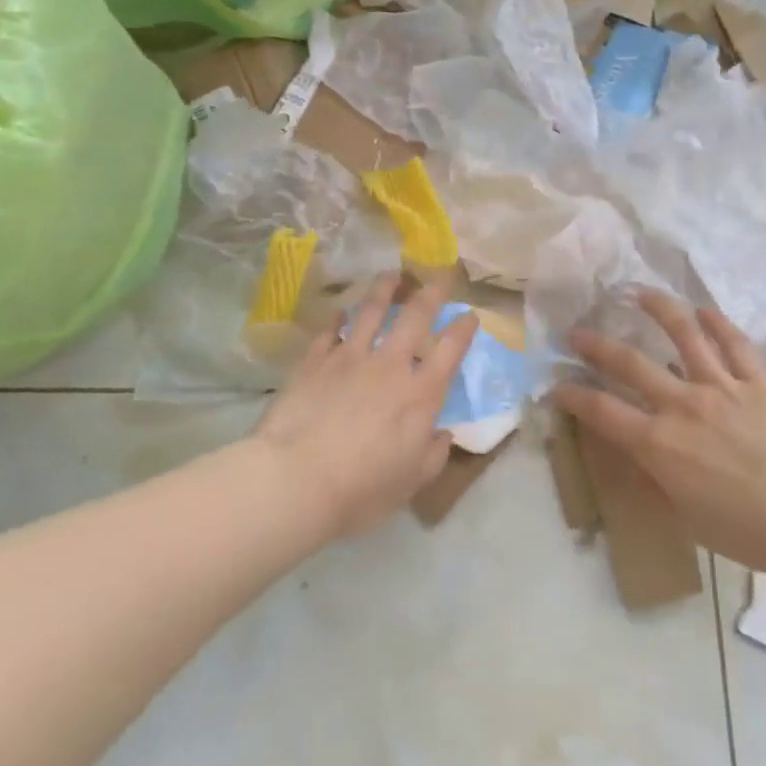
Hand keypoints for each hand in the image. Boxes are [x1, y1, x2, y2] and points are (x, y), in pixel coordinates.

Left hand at [253, 273, 478, 539]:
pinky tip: (339, 312)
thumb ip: (433, 455)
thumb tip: (443, 434)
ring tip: (391, 276)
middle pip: (415, 317)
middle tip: (439, 276)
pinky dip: (337, 318)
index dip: (463, 329)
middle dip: (431, 293)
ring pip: (371, 312)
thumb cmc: (361, 489)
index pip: (450, 350)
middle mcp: (390, 366)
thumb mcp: (410, 483)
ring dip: (385, 290)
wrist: (296, 479)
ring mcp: (349, 358)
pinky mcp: (315, 361)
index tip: (470, 315)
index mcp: (420, 394)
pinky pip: (329, 331)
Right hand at [553, 292, 765, 574]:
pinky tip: (703, 311)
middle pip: (629, 363)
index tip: (554, 385)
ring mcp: (721, 386)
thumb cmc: (750, 531)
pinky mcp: (757, 381)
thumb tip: (634, 462)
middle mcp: (682, 404)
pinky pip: (734, 344)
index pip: (601, 411)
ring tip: (637, 293)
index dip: (571, 395)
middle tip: (576, 331)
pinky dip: (717, 323)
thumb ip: (656, 485)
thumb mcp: (688, 519)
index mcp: (659, 442)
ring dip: (656, 309)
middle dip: (595, 345)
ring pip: (682, 335)